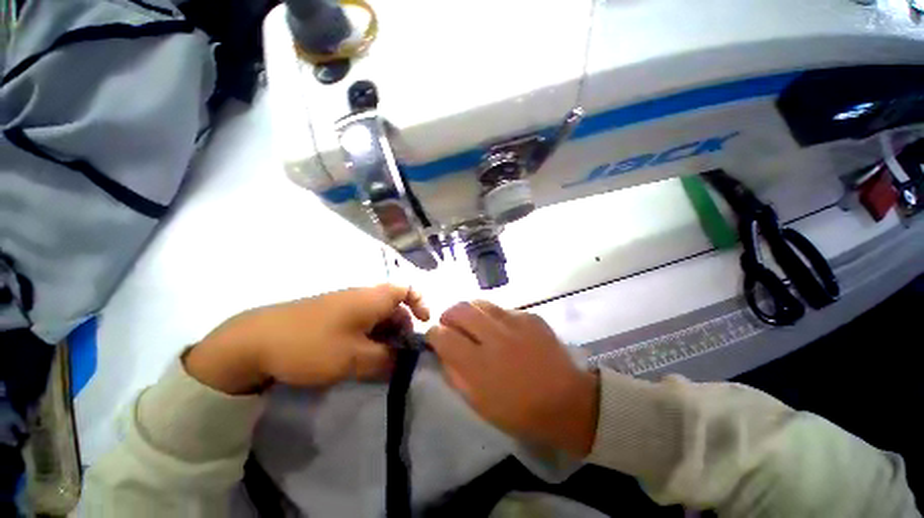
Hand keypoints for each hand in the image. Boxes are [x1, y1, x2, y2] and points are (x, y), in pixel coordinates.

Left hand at [184, 284, 428, 394]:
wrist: (254, 341)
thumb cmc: (312, 344)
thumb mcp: (354, 358)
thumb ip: (386, 360)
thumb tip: (403, 361)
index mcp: (373, 297)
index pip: (408, 289)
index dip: (421, 304)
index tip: (423, 325)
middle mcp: (363, 295)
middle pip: (395, 306)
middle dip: (402, 329)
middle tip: (400, 354)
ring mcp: (345, 305)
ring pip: (377, 316)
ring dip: (385, 336)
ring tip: (379, 360)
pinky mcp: (331, 315)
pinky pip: (360, 322)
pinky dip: (368, 337)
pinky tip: (358, 356)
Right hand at [426, 301, 598, 456]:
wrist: (567, 401)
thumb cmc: (519, 410)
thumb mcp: (478, 403)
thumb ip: (455, 374)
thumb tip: (443, 351)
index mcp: (478, 364)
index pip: (442, 335)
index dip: (433, 334)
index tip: (435, 337)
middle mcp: (494, 336)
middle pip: (459, 309)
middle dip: (448, 315)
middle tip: (451, 325)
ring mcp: (514, 322)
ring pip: (479, 302)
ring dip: (469, 311)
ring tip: (473, 323)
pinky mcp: (530, 316)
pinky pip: (502, 308)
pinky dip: (493, 316)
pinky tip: (501, 329)